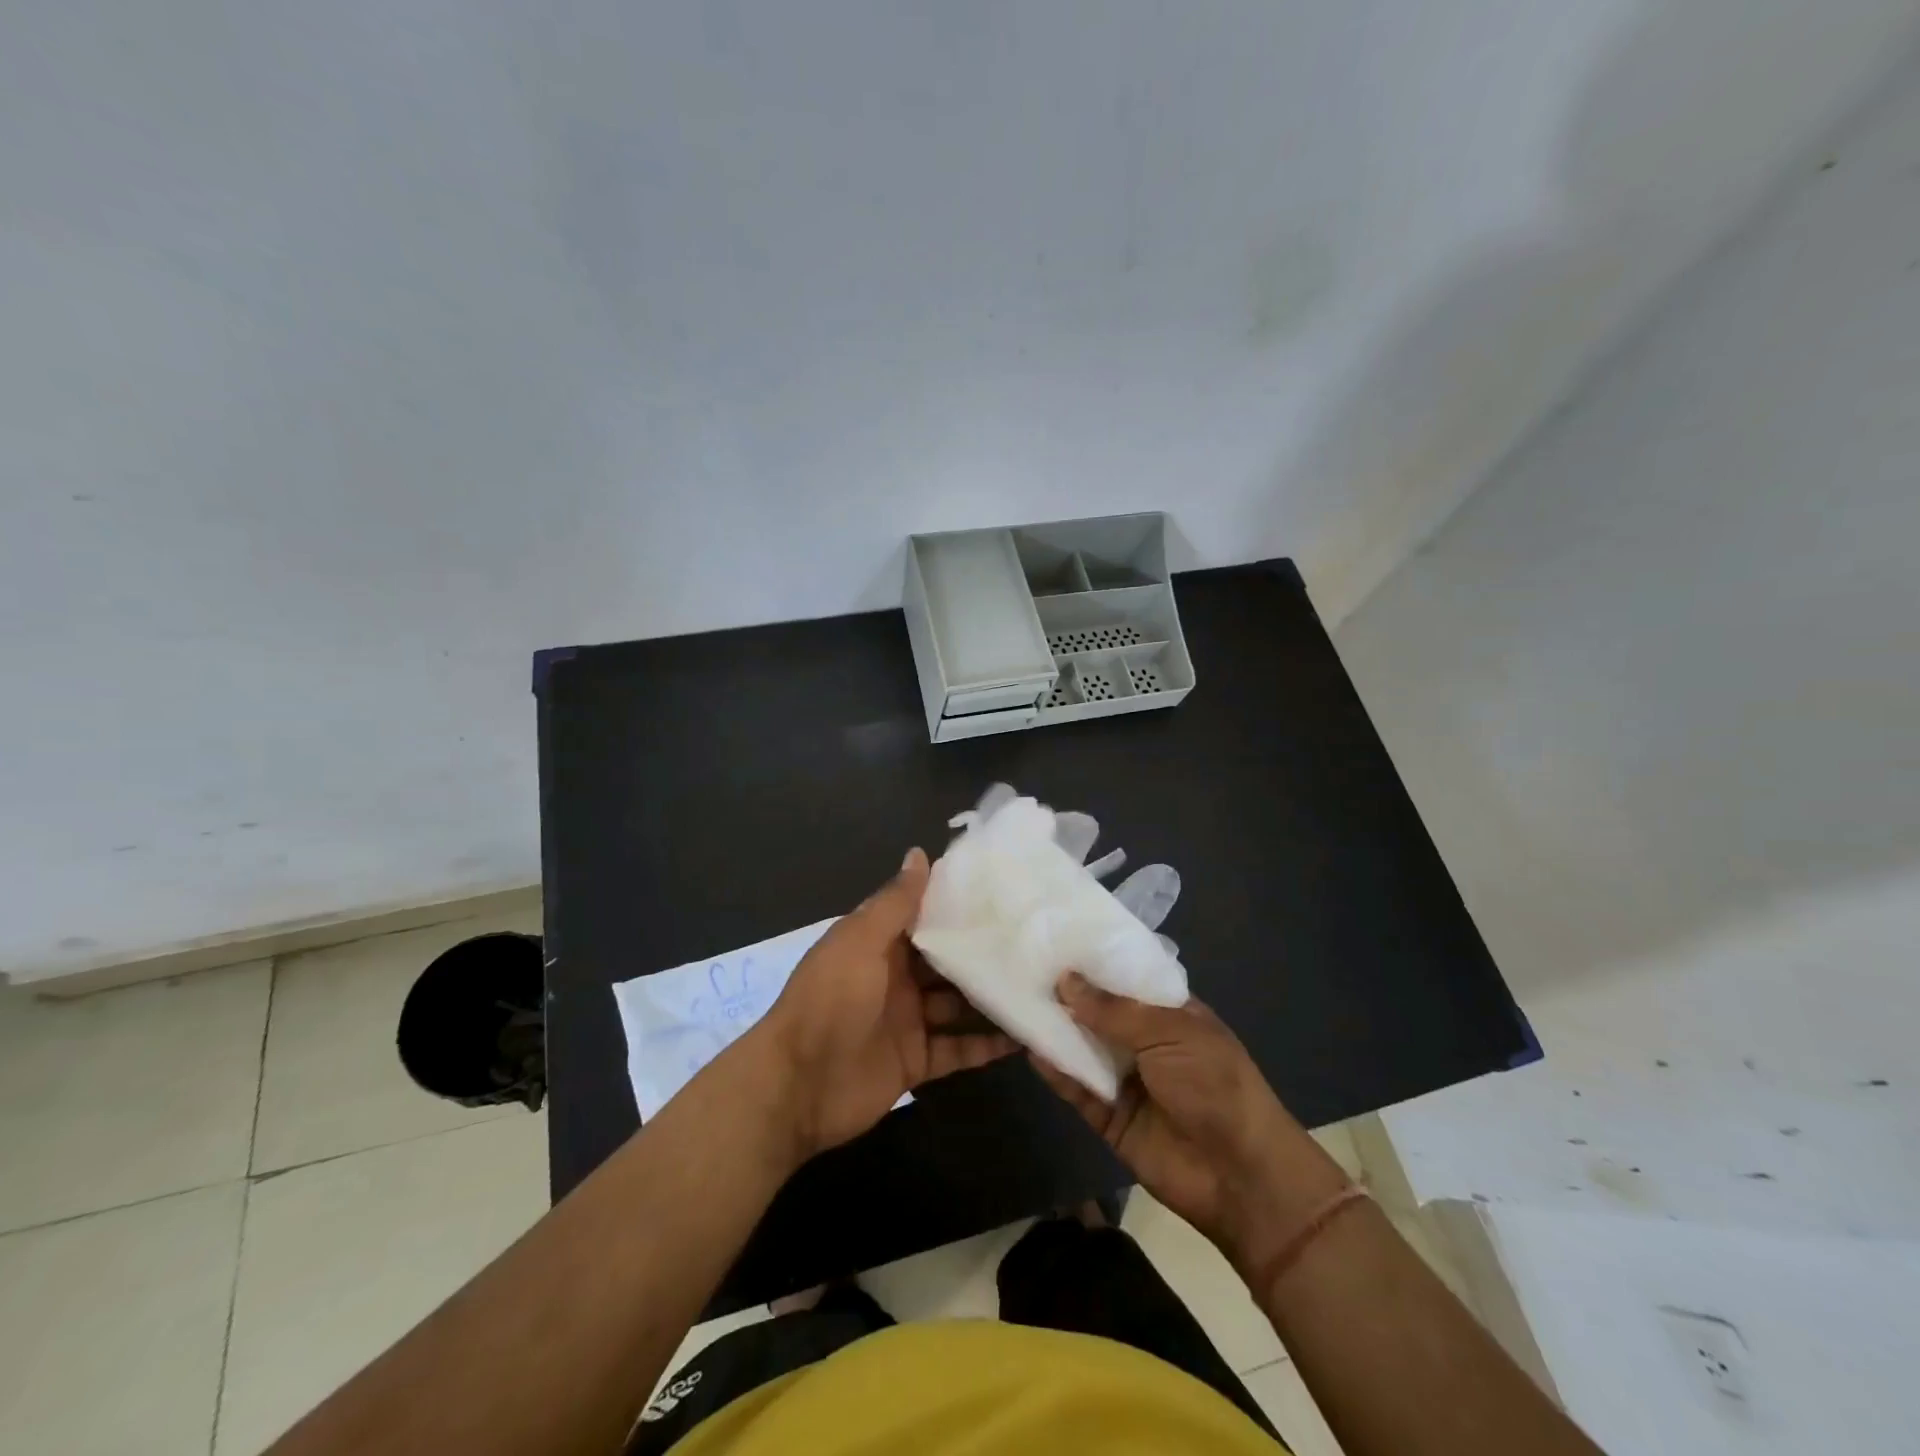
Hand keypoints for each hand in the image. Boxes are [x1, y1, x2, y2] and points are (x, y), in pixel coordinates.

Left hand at [756, 848, 1014, 1161]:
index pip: (925, 918)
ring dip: (991, 999)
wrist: (798, 1085)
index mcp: (879, 945)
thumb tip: (919, 853)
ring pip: (958, 1005)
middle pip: (947, 963)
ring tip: (1043, 987)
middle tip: (1037, 942)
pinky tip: (1025, 1037)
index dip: (958, 906)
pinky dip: (986, 1046)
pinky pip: (957, 1049)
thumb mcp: (860, 941)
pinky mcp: (916, 1061)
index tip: (1003, 893)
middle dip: (983, 954)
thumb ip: (895, 902)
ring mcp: (908, 1021)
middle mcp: (896, 978)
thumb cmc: (830, 1000)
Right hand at [1034, 974, 1346, 1268]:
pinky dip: (1055, 1071)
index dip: (1092, 961)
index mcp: (1167, 1012)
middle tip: (1019, 965)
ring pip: (1081, 1048)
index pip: (1123, 977)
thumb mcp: (1170, 1032)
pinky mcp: (1108, 1117)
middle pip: (1096, 1012)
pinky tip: (1029, 1048)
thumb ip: (1114, 1010)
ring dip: (1053, 1029)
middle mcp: (1143, 1041)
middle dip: (1065, 993)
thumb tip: (1065, 980)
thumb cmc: (1215, 1085)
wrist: (1240, 1176)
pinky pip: (1076, 1088)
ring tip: (1013, 1000)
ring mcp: (1125, 1079)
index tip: (1052, 938)